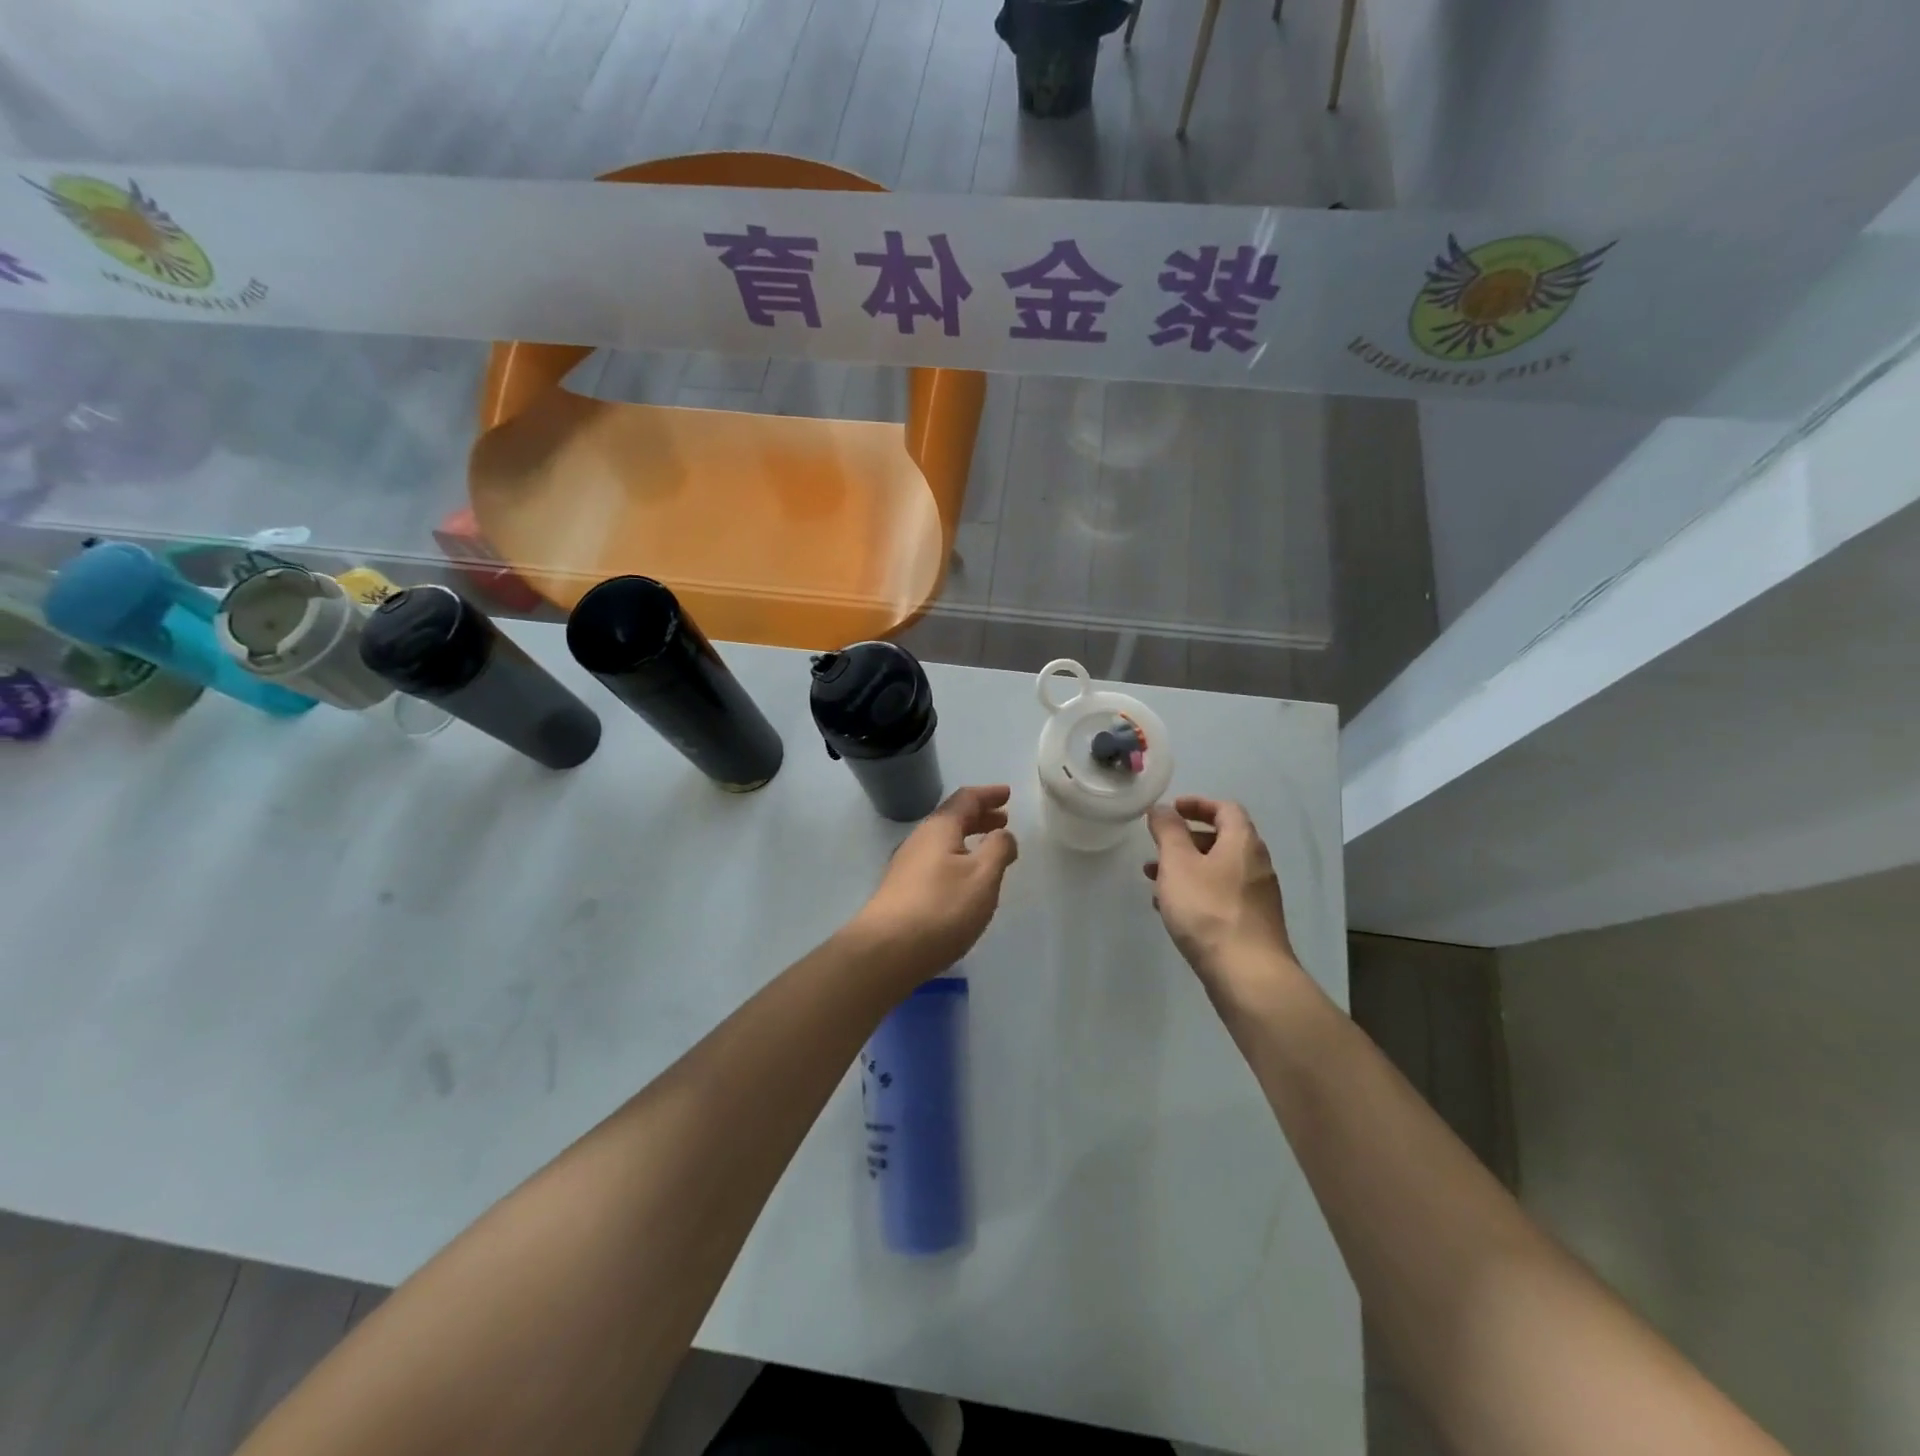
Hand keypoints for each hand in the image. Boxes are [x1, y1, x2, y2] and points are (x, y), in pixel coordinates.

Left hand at [852, 785, 1019, 982]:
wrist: (886, 951)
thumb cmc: (941, 908)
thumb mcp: (982, 876)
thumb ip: (998, 850)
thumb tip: (1003, 834)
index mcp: (939, 829)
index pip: (966, 799)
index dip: (988, 794)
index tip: (1008, 794)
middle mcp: (919, 840)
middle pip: (952, 819)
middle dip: (980, 817)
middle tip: (1003, 820)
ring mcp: (906, 866)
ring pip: (943, 842)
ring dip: (968, 840)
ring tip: (989, 850)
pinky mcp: (902, 891)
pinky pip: (936, 862)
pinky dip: (957, 859)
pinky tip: (965, 881)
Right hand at [1146, 796, 1297, 992]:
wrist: (1248, 975)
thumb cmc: (1209, 910)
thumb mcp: (1178, 864)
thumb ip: (1168, 832)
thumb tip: (1163, 808)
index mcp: (1243, 843)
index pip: (1225, 809)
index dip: (1197, 804)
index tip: (1171, 810)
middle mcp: (1257, 864)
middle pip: (1222, 839)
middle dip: (1186, 840)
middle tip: (1158, 848)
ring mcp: (1258, 896)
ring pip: (1218, 870)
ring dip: (1188, 869)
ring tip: (1155, 882)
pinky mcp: (1252, 923)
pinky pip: (1221, 895)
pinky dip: (1197, 892)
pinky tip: (1174, 911)